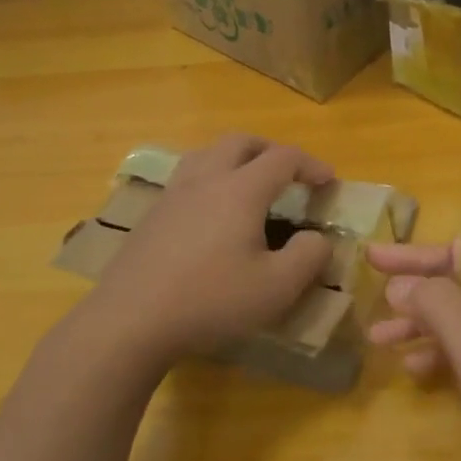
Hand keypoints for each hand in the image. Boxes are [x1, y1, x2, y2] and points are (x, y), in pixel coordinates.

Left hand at [89, 134, 333, 361]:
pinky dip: (211, 179)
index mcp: (240, 189)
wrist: (131, 319)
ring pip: (208, 153)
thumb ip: (308, 256)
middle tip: (289, 175)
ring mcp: (173, 193)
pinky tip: (212, 214)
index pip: (283, 158)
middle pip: (241, 142)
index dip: (311, 165)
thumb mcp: (276, 287)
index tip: (329, 182)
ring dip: (236, 159)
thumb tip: (318, 238)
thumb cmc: (211, 300)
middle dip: (271, 151)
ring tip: (250, 185)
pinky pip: (188, 177)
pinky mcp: (152, 214)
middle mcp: (206, 179)